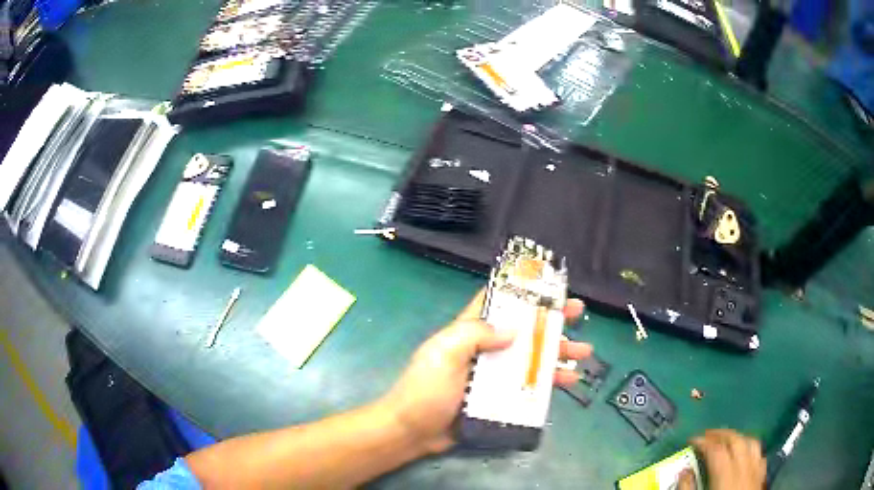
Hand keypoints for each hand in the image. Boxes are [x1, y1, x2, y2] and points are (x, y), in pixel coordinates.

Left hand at [380, 290, 590, 454]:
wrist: (413, 432)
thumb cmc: (426, 389)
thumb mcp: (445, 353)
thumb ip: (476, 334)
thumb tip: (515, 328)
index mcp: (469, 331)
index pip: (497, 301)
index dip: (522, 291)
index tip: (549, 285)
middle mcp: (485, 349)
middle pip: (524, 329)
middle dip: (551, 320)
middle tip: (578, 313)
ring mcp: (494, 375)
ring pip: (532, 357)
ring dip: (558, 352)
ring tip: (584, 352)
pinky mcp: (499, 397)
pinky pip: (529, 384)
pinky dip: (549, 381)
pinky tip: (569, 380)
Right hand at [677, 429, 765, 489]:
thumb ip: (688, 488)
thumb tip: (684, 472)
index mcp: (726, 475)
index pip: (716, 450)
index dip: (703, 442)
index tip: (692, 440)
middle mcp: (744, 467)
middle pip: (735, 441)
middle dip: (720, 434)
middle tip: (707, 435)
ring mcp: (755, 470)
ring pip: (751, 443)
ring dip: (738, 437)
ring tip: (727, 439)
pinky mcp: (761, 475)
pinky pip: (759, 454)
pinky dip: (751, 448)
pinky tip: (745, 452)